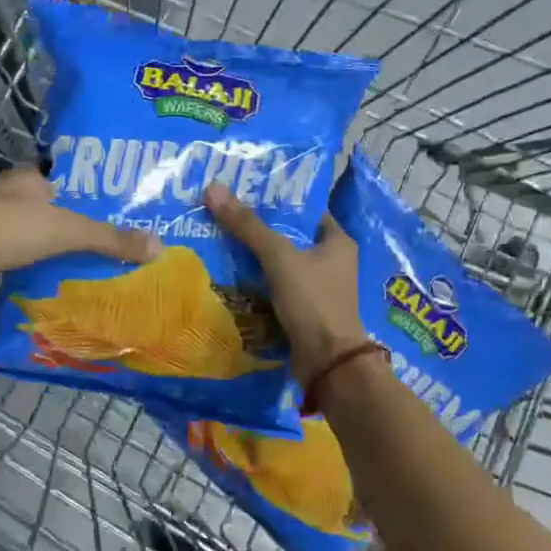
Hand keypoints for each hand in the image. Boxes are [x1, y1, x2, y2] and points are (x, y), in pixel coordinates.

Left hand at [0, 166, 156, 294]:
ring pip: (14, 230)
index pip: (48, 179)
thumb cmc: (13, 229)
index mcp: (24, 180)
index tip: (84, 210)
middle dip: (50, 220)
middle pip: (32, 205)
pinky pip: (0, 253)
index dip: (65, 192)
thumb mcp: (71, 232)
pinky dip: (14, 263)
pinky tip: (30, 277)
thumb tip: (159, 247)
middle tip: (78, 241)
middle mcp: (1, 195)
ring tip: (60, 262)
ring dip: (31, 244)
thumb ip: (111, 239)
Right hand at [204, 182, 368, 384]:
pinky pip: (276, 287)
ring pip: (280, 263)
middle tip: (224, 213)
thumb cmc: (313, 301)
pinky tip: (229, 274)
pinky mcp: (303, 309)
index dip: (277, 200)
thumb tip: (213, 188)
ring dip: (255, 256)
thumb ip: (248, 226)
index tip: (245, 191)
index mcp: (337, 241)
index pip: (305, 210)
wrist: (327, 362)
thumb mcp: (279, 257)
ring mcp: (317, 288)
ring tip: (219, 238)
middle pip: (289, 236)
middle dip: (259, 228)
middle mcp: (332, 261)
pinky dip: (256, 281)